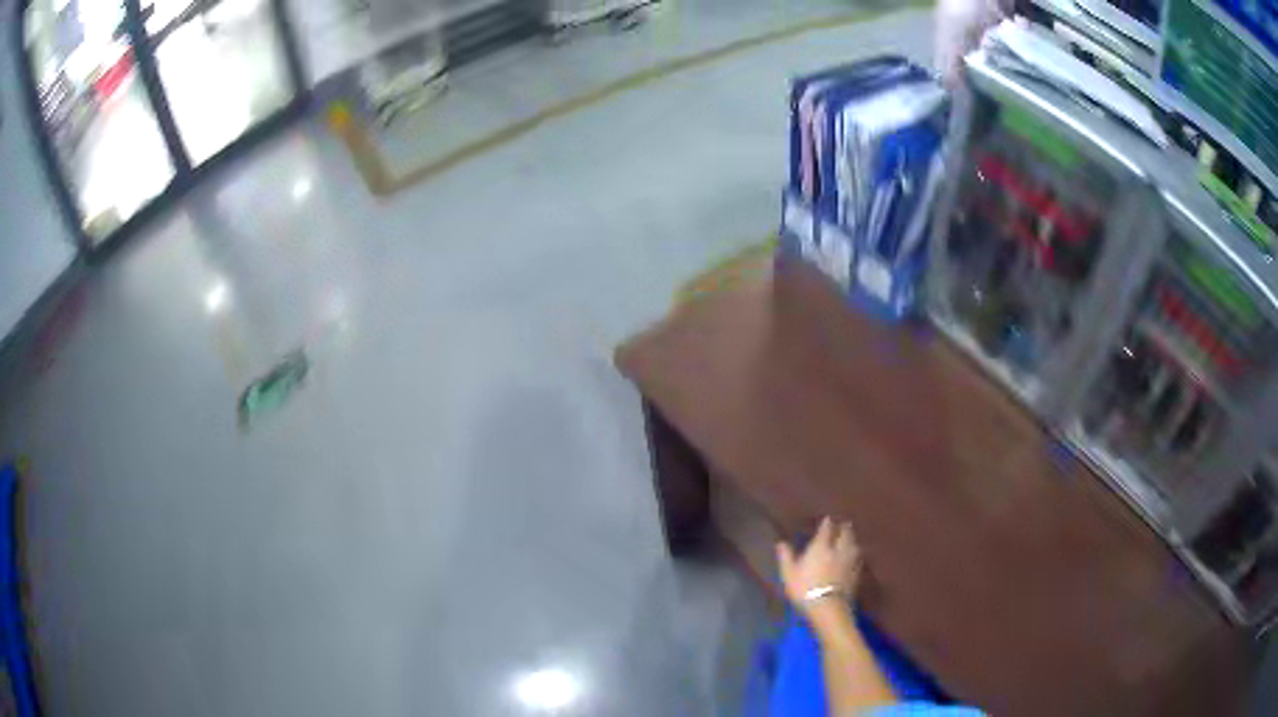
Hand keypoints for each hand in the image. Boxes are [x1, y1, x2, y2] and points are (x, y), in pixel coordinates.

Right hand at [776, 517, 862, 615]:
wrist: (827, 607)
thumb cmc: (804, 588)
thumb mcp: (789, 574)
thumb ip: (786, 557)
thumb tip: (781, 542)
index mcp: (821, 547)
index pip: (826, 529)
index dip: (827, 523)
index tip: (828, 518)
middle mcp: (838, 550)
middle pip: (845, 534)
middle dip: (844, 528)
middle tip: (844, 524)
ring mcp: (849, 562)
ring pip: (854, 545)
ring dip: (853, 540)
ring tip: (852, 539)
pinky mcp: (856, 574)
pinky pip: (859, 560)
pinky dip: (857, 555)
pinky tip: (856, 558)